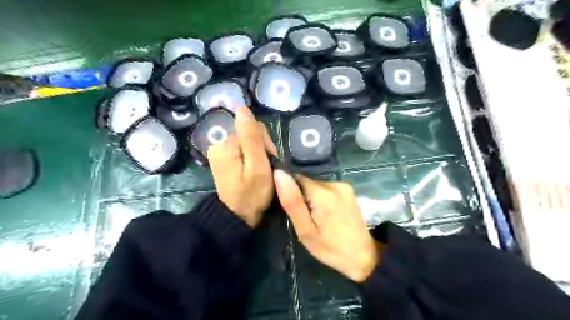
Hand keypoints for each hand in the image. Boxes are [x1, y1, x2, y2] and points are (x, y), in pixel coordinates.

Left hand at [208, 107, 277, 226]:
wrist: (238, 217)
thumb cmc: (252, 194)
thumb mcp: (257, 166)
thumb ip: (251, 137)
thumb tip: (242, 108)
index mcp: (225, 145)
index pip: (253, 128)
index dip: (265, 144)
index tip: (267, 162)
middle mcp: (219, 144)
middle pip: (249, 134)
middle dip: (261, 149)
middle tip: (264, 170)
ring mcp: (220, 152)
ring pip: (248, 142)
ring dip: (258, 154)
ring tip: (259, 173)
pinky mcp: (223, 159)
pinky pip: (243, 150)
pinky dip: (251, 159)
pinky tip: (252, 172)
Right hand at [273, 169, 378, 282]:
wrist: (363, 256)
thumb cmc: (330, 248)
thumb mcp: (306, 230)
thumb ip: (292, 202)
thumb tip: (279, 174)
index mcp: (323, 193)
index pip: (296, 179)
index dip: (290, 192)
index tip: (292, 209)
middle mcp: (335, 183)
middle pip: (307, 182)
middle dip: (302, 197)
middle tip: (305, 219)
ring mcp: (344, 185)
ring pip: (316, 186)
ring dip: (311, 198)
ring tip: (316, 218)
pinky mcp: (349, 190)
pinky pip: (326, 189)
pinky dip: (321, 199)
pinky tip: (326, 214)